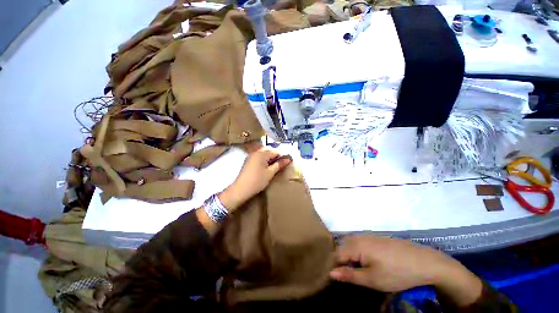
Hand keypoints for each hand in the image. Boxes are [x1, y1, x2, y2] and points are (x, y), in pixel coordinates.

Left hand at [218, 146, 291, 211]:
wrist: (241, 189)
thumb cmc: (257, 181)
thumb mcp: (270, 173)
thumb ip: (279, 164)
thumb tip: (288, 159)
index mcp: (261, 154)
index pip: (275, 151)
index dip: (282, 155)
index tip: (288, 160)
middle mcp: (255, 152)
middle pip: (268, 149)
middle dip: (276, 154)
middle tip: (282, 162)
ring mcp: (251, 156)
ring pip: (263, 152)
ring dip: (270, 156)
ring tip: (276, 164)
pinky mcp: (248, 161)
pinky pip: (258, 156)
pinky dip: (264, 159)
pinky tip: (267, 166)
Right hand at [330, 235, 482, 306]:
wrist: (424, 261)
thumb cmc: (397, 272)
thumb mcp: (373, 279)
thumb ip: (350, 275)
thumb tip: (331, 273)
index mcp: (356, 245)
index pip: (336, 255)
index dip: (335, 267)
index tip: (338, 280)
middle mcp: (358, 237)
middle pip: (342, 248)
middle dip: (342, 262)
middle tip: (349, 278)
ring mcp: (367, 236)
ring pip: (350, 245)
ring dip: (350, 258)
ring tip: (358, 272)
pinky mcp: (375, 238)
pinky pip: (359, 243)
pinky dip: (358, 253)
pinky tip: (368, 263)